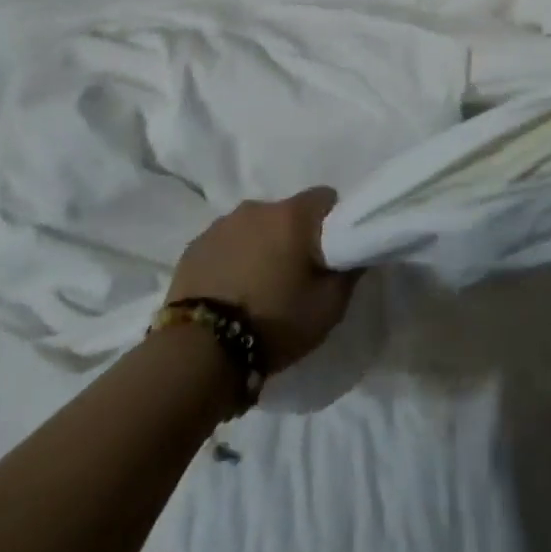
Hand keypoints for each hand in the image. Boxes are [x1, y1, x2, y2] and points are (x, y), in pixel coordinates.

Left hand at [165, 188, 359, 373]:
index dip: (334, 221)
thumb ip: (350, 271)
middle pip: (287, 213)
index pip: (325, 197)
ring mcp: (221, 225)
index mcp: (292, 215)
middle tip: (295, 274)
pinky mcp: (194, 246)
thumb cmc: (274, 323)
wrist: (199, 353)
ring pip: (254, 227)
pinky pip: (225, 243)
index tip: (331, 251)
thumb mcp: (329, 307)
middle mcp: (256, 208)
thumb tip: (356, 252)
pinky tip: (230, 291)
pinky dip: (233, 258)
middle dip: (295, 236)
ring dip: (261, 246)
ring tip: (258, 286)